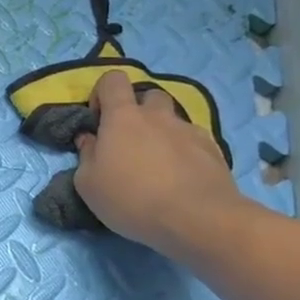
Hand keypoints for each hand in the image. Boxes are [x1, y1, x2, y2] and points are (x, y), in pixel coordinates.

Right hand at [74, 70, 246, 254]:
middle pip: (149, 96)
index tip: (99, 120)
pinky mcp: (214, 150)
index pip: (113, 80)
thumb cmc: (132, 199)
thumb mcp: (88, 184)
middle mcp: (158, 115)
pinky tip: (183, 179)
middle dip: (140, 112)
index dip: (103, 93)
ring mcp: (189, 130)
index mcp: (123, 117)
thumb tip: (89, 138)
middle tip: (132, 143)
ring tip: (160, 166)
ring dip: (164, 134)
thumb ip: (86, 155)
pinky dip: (186, 153)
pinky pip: (195, 141)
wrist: (197, 219)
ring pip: (174, 120)